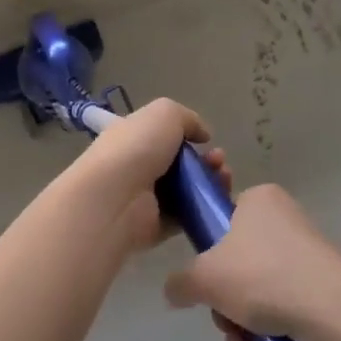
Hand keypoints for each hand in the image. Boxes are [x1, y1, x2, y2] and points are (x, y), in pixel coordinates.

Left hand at [86, 99, 227, 252]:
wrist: (116, 196)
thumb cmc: (137, 147)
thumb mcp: (165, 113)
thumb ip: (187, 118)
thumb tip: (203, 134)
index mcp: (133, 137)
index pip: (162, 136)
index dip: (189, 137)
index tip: (208, 141)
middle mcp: (137, 167)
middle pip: (180, 165)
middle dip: (206, 162)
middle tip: (220, 163)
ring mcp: (146, 199)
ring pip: (187, 191)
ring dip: (210, 184)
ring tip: (224, 179)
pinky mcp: (156, 227)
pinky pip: (186, 217)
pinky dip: (204, 210)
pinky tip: (218, 203)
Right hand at [162, 184, 340, 340]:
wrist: (336, 314)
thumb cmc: (264, 277)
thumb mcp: (205, 277)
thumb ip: (180, 283)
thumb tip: (174, 291)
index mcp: (260, 201)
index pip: (223, 219)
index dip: (210, 254)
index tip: (208, 283)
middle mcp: (285, 222)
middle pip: (238, 267)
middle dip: (227, 308)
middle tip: (227, 326)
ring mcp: (308, 258)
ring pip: (260, 297)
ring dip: (245, 330)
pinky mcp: (324, 291)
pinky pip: (286, 313)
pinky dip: (271, 339)